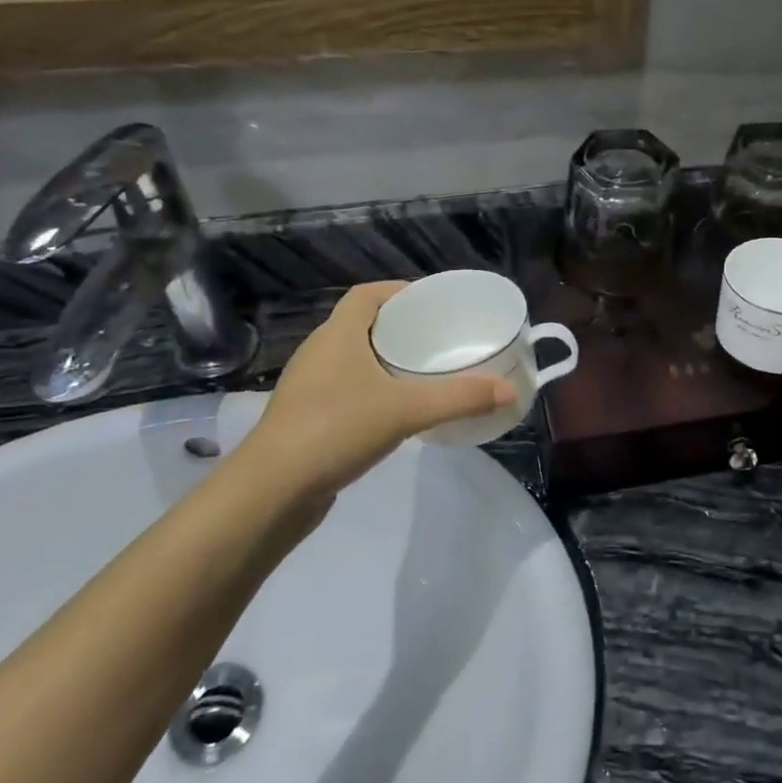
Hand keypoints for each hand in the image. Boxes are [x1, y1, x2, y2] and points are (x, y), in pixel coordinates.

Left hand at [245, 282, 515, 502]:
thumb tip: (510, 390)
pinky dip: (372, 390)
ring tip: (423, 372)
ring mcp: (309, 387)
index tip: (431, 302)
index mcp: (337, 335)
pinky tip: (395, 411)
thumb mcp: (406, 410)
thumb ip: (459, 398)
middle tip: (438, 337)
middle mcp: (319, 353)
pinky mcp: (306, 419)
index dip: (398, 291)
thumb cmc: (335, 429)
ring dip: (385, 360)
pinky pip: (346, 390)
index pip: (366, 295)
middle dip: (399, 327)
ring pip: (353, 360)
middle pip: (362, 324)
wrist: (271, 491)